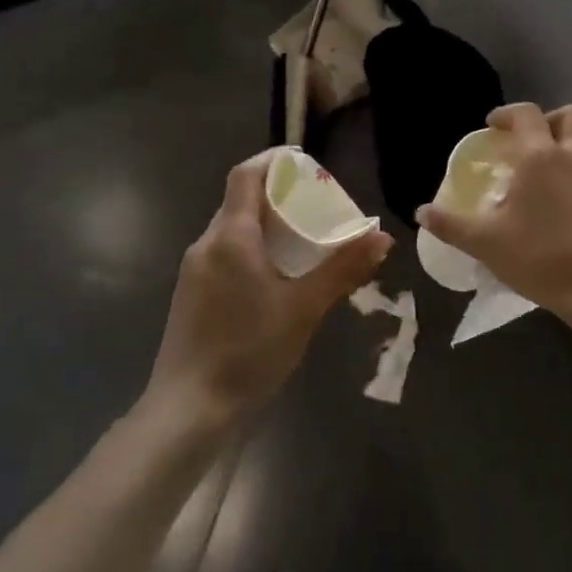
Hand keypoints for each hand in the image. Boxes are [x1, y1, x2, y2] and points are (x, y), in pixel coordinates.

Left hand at [148, 152, 391, 430]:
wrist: (189, 410)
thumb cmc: (249, 351)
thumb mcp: (304, 308)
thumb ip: (343, 269)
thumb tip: (383, 237)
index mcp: (231, 236)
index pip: (246, 175)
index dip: (274, 161)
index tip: (306, 165)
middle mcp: (206, 244)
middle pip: (241, 201)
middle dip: (278, 196)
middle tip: (318, 208)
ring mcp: (194, 271)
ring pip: (233, 230)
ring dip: (266, 226)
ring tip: (304, 242)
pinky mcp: (191, 295)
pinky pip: (225, 255)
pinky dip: (252, 250)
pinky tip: (276, 278)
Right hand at [417, 103, 571, 335]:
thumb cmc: (544, 258)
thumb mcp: (488, 244)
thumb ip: (453, 226)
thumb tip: (421, 212)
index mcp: (541, 155)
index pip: (526, 114)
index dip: (506, 114)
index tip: (491, 126)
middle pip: (568, 116)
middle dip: (545, 121)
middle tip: (524, 143)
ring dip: (567, 140)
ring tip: (545, 167)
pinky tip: (563, 198)